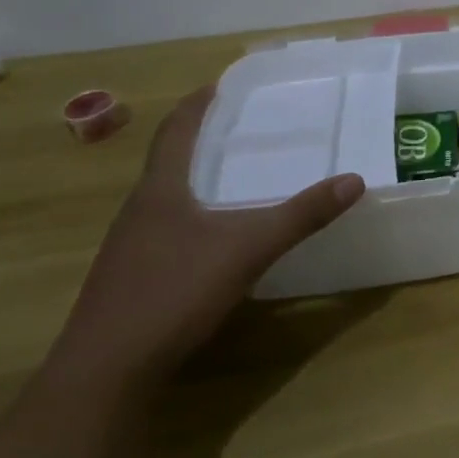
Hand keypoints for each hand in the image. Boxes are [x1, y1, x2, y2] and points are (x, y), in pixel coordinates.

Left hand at [46, 87, 365, 393]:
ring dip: (199, 178)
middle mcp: (140, 210)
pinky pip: (168, 228)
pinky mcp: (132, 278)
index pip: (175, 130)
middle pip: (170, 160)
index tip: (222, 83)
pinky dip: (196, 215)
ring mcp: (131, 247)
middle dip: (204, 138)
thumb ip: (302, 215)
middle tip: (247, 125)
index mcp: (160, 190)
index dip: (198, 104)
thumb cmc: (172, 293)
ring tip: (238, 173)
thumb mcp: (248, 249)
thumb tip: (354, 180)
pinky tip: (219, 234)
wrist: (104, 374)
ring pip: (168, 197)